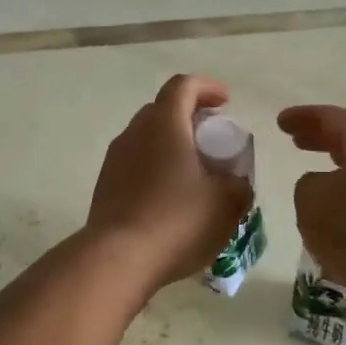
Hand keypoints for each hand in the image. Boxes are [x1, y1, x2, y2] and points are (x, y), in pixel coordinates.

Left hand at [87, 74, 251, 291]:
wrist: (118, 258)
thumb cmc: (177, 220)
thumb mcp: (226, 203)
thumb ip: (240, 185)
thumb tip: (236, 183)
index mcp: (165, 124)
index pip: (183, 86)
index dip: (207, 87)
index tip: (226, 102)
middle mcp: (135, 133)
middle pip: (163, 110)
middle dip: (190, 117)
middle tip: (212, 139)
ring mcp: (115, 159)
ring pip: (147, 138)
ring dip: (171, 145)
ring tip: (194, 173)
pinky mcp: (106, 185)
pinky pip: (135, 164)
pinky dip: (156, 168)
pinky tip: (171, 198)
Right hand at [277, 105, 345, 299]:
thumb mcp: (311, 198)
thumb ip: (308, 184)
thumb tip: (323, 187)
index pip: (334, 119)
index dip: (304, 117)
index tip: (280, 122)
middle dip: (321, 140)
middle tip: (296, 141)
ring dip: (337, 176)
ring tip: (313, 185)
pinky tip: (334, 224)